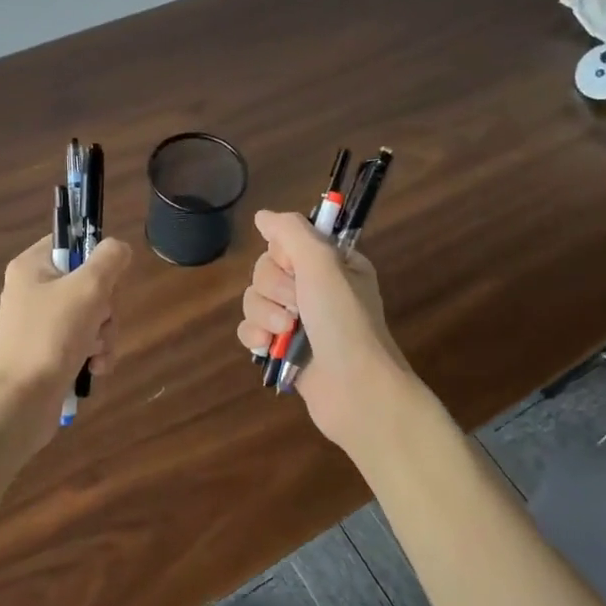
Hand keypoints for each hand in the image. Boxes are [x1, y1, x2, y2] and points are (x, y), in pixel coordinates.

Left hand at [0, 235, 130, 408]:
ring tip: (96, 353)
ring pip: (91, 315)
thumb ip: (109, 260)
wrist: (20, 403)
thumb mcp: (88, 289)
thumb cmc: (51, 337)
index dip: (96, 258)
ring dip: (104, 334)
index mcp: (32, 267)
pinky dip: (94, 354)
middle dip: (105, 308)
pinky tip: (95, 369)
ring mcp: (40, 324)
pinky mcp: (48, 353)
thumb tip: (119, 248)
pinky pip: (83, 342)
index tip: (107, 279)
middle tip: (100, 321)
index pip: (71, 242)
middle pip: (88, 283)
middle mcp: (33, 291)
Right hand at [237, 210, 413, 450]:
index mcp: (331, 264)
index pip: (286, 242)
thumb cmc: (344, 322)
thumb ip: (291, 232)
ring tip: (286, 333)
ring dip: (265, 315)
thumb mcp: (323, 264)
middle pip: (265, 271)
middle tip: (297, 307)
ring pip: (254, 300)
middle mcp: (315, 289)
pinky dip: (256, 337)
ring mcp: (298, 321)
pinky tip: (268, 348)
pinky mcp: (283, 349)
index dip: (283, 256)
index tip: (296, 269)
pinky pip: (250, 329)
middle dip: (273, 289)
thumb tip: (262, 215)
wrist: (355, 390)